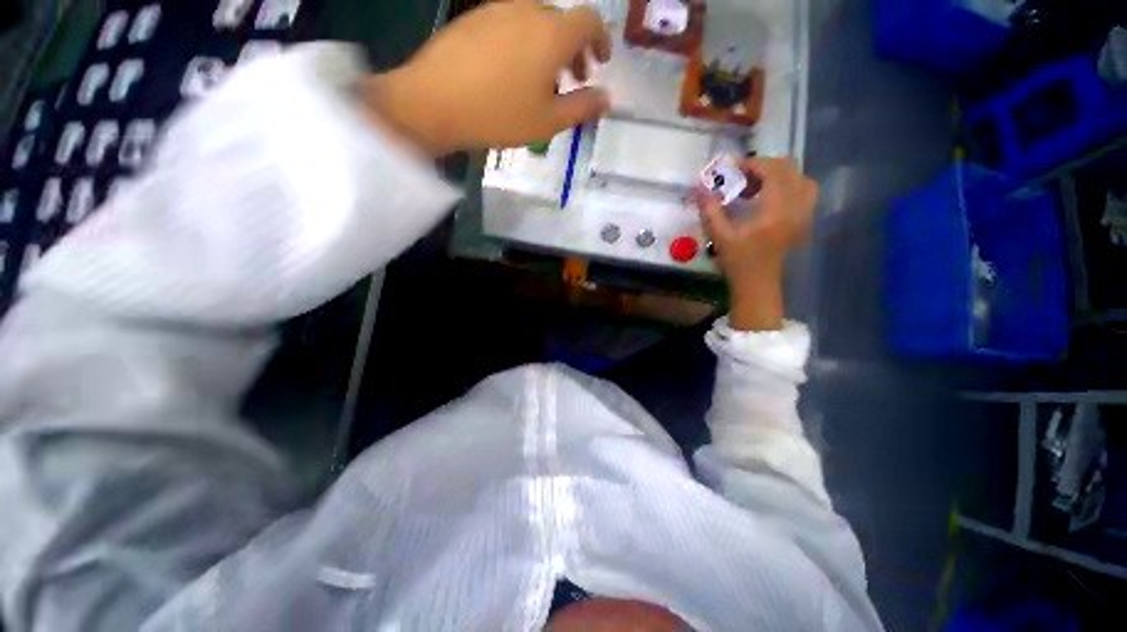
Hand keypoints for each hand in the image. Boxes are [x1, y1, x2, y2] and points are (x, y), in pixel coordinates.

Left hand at [361, 0, 611, 155]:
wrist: (434, 102)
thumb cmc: (499, 115)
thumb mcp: (548, 121)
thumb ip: (582, 107)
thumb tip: (607, 98)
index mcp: (552, 33)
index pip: (590, 20)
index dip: (601, 39)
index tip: (601, 62)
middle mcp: (528, 9)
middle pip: (562, 20)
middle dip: (575, 49)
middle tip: (574, 79)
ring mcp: (497, 9)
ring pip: (536, 22)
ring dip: (549, 47)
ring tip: (543, 82)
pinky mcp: (474, 17)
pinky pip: (510, 24)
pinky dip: (524, 43)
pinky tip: (513, 73)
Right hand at [693, 158, 816, 331]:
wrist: (759, 283)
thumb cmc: (738, 262)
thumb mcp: (720, 236)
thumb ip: (710, 210)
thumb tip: (700, 188)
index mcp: (775, 210)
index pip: (771, 170)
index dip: (750, 164)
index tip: (730, 168)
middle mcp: (796, 206)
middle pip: (787, 168)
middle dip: (761, 166)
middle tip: (739, 177)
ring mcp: (804, 212)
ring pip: (798, 176)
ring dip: (775, 174)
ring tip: (754, 186)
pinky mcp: (804, 218)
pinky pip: (804, 189)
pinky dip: (787, 184)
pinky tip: (769, 196)